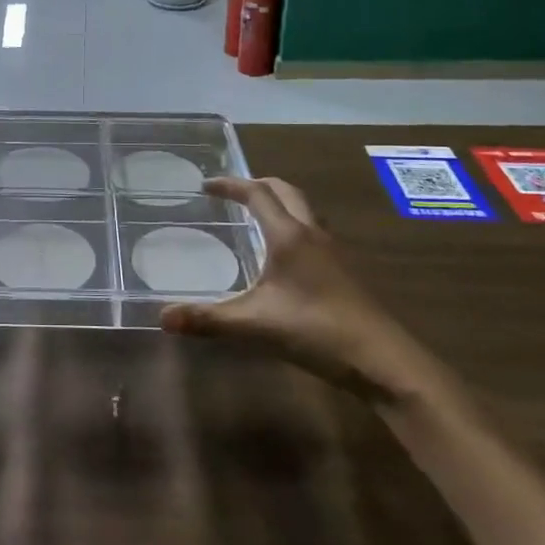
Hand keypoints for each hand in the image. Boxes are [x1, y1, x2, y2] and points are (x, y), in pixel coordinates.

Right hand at [160, 176, 452, 406]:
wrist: (383, 360)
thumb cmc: (316, 330)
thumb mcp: (254, 325)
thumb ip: (207, 319)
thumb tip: (162, 317)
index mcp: (289, 236)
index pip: (257, 194)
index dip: (230, 185)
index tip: (206, 186)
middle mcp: (312, 234)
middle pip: (285, 192)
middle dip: (257, 185)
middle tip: (232, 193)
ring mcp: (333, 252)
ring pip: (304, 210)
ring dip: (280, 203)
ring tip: (256, 217)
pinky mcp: (345, 271)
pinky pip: (314, 232)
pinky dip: (293, 227)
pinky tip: (284, 256)